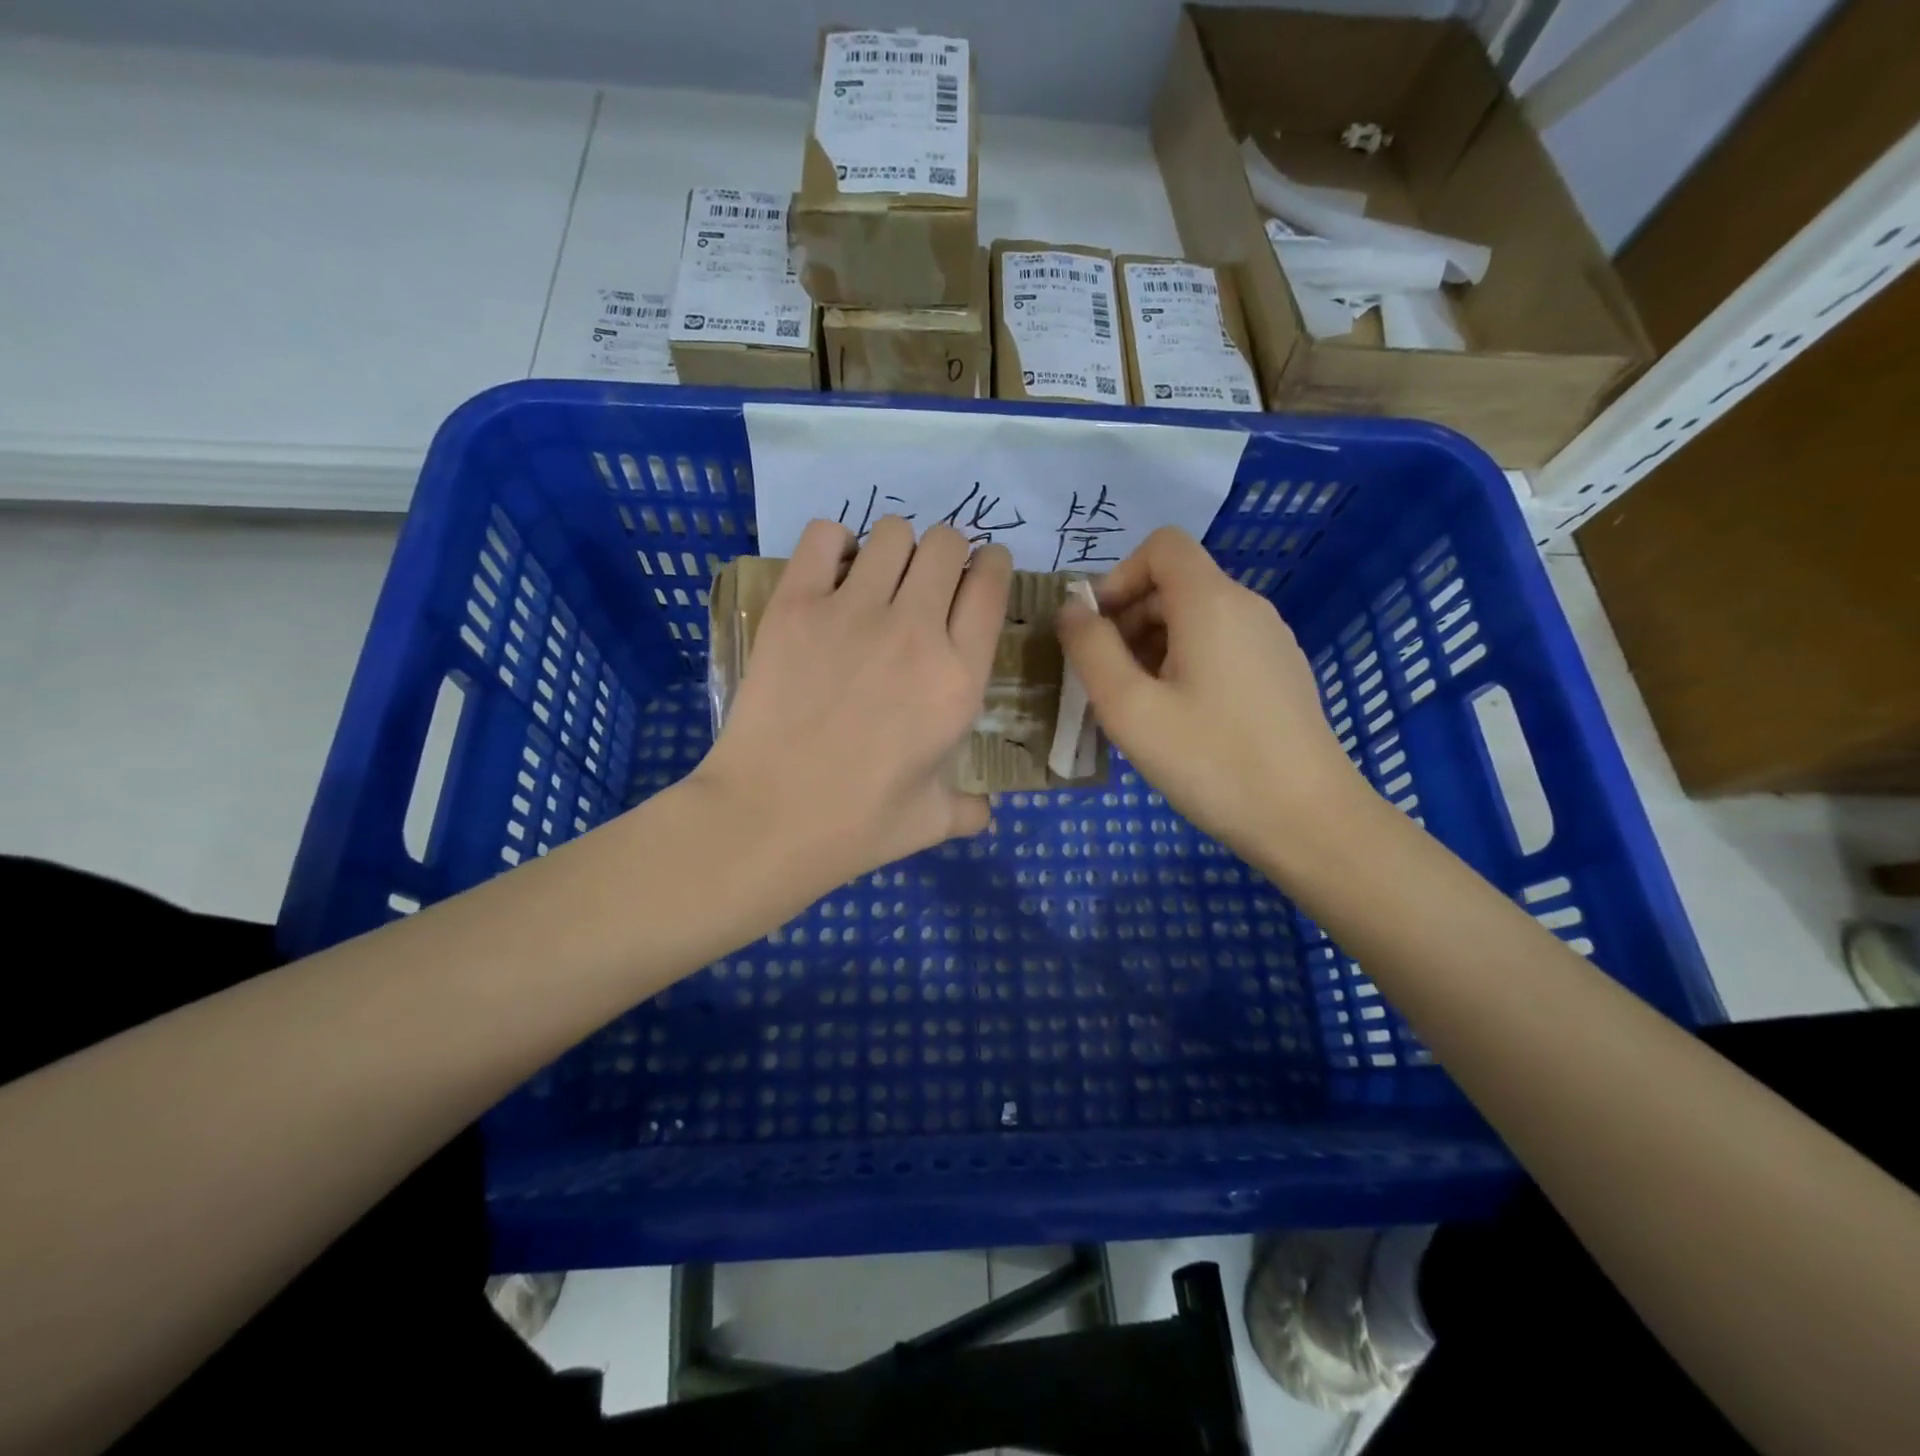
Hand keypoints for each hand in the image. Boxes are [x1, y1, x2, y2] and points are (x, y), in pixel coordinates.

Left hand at [694, 516, 1011, 890]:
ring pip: (893, 532)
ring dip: (896, 547)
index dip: (993, 565)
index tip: (983, 569)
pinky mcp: (796, 606)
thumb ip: (970, 809)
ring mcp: (853, 612)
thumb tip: (985, 812)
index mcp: (958, 679)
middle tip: (929, 580)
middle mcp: (915, 631)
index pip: (991, 586)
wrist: (768, 818)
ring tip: (880, 577)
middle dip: (948, 552)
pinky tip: (831, 574)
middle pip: (948, 543)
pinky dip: (833, 544)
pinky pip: (824, 536)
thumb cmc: (858, 825)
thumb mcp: (933, 821)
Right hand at [1055, 526, 1366, 864]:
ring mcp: (1271, 640)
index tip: (1098, 630)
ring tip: (1137, 706)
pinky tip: (1178, 719)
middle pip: (1175, 583)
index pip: (1161, 545)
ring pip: (1196, 617)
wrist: (1308, 819)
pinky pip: (1220, 646)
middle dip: (1129, 618)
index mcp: (1211, 602)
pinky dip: (1185, 663)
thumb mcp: (1130, 708)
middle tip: (1106, 680)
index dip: (1119, 576)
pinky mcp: (1280, 672)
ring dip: (1152, 646)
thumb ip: (1091, 650)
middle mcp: (1247, 607)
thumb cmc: (1211, 760)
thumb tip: (1072, 609)